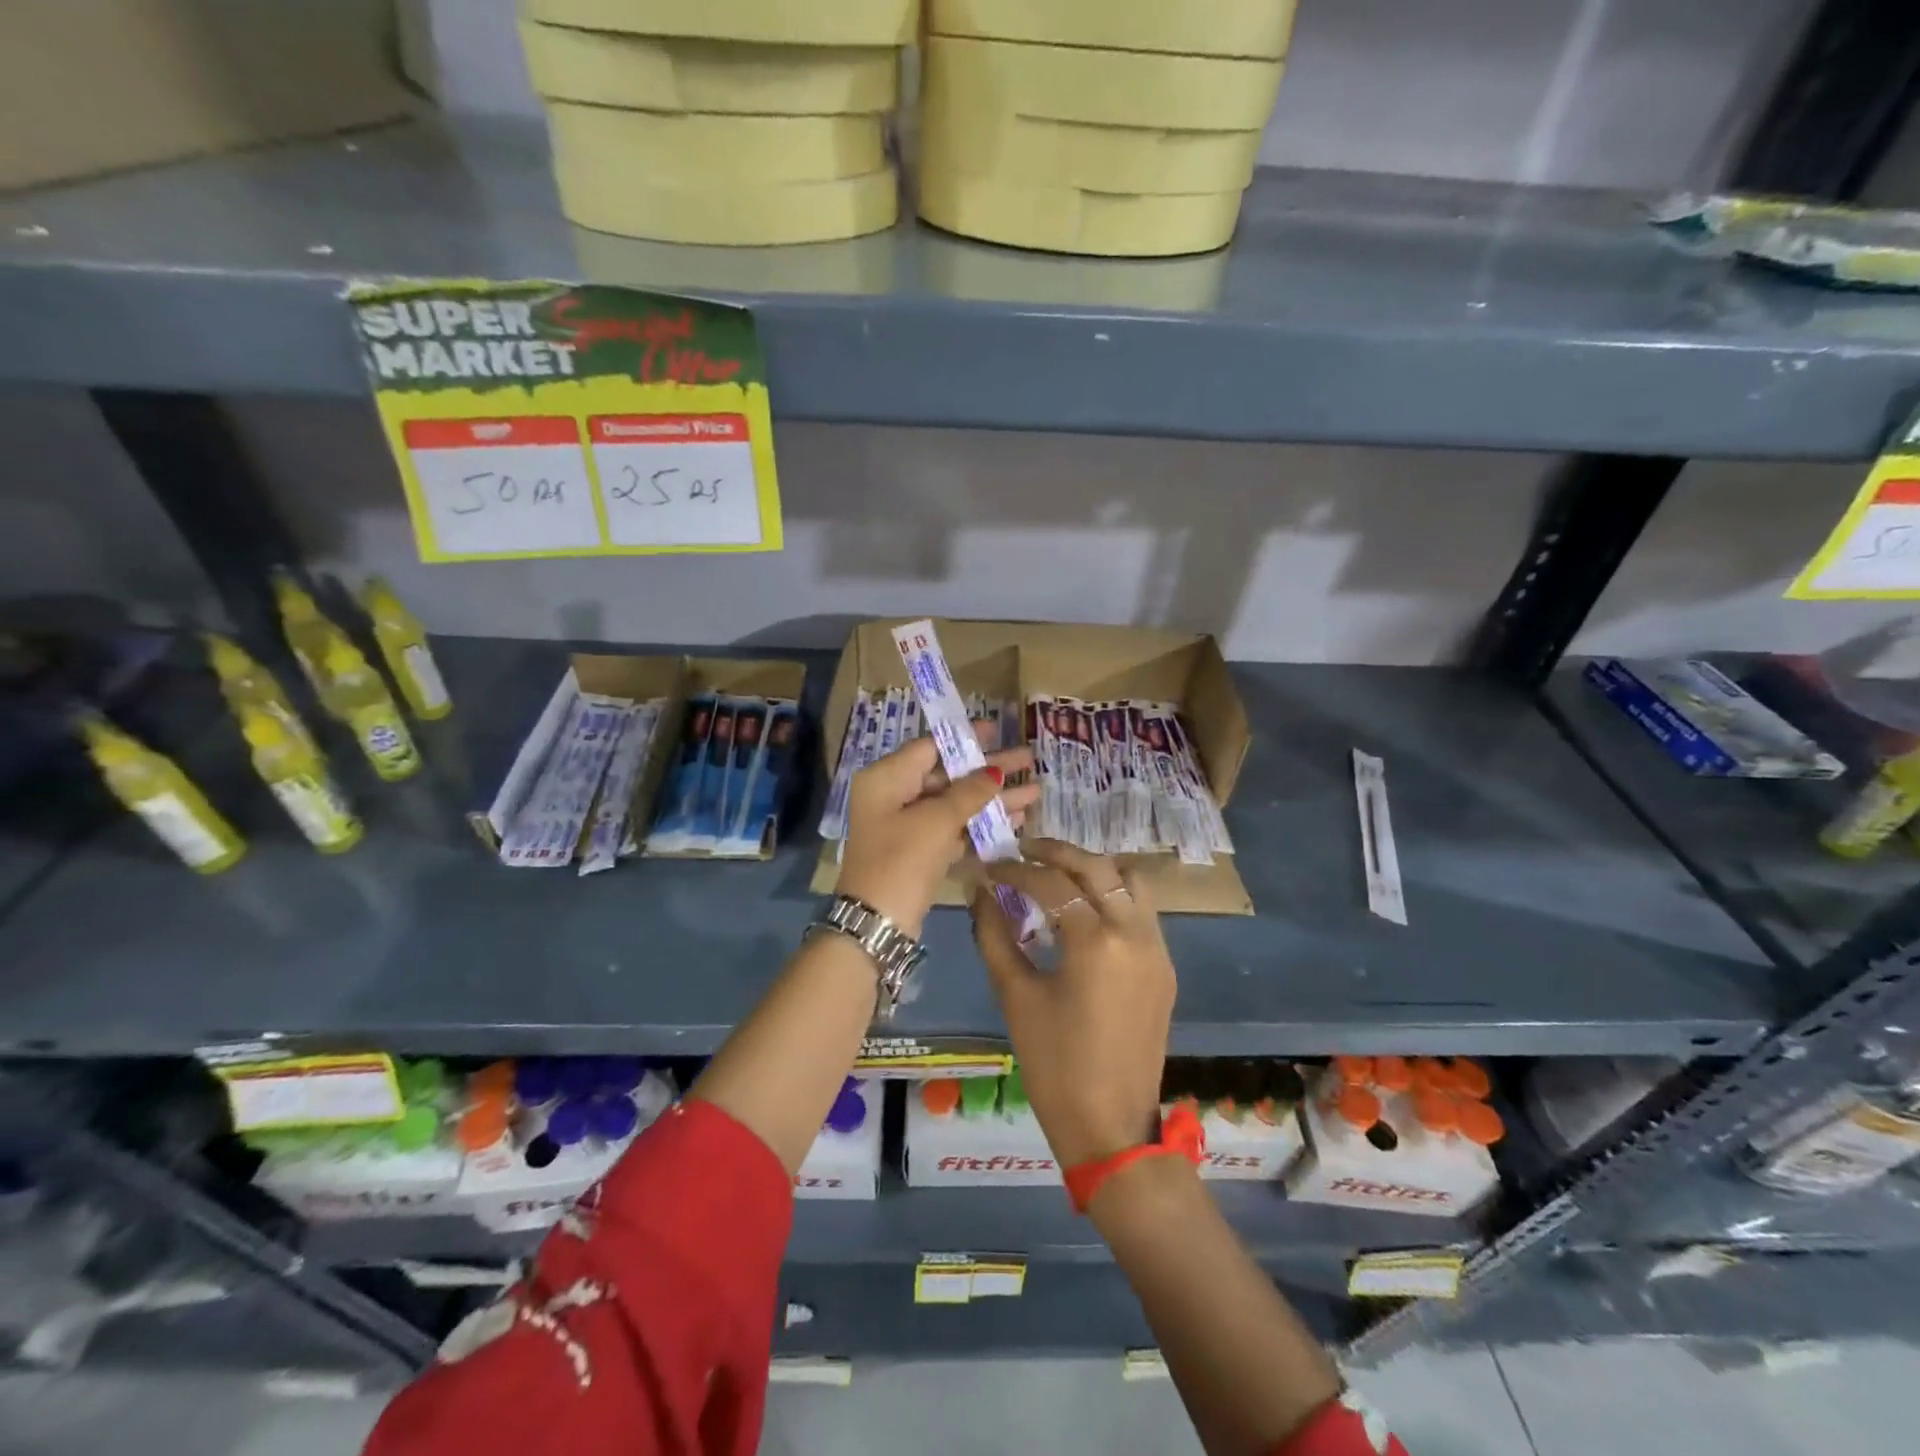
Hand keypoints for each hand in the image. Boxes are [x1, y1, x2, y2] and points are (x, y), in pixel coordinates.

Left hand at [838, 734, 1037, 938]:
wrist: (877, 924)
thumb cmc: (901, 860)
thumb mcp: (936, 821)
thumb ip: (969, 793)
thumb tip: (994, 772)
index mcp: (887, 778)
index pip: (930, 747)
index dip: (965, 738)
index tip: (998, 731)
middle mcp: (894, 796)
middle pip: (948, 775)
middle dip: (989, 771)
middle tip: (1028, 760)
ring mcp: (907, 826)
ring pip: (955, 804)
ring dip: (993, 800)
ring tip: (1035, 793)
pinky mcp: (919, 852)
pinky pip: (954, 829)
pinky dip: (981, 824)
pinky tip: (1015, 820)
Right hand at [971, 840, 1176, 1167]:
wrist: (1111, 1126)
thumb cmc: (1054, 1065)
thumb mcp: (1015, 996)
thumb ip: (994, 935)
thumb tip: (979, 892)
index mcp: (1095, 941)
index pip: (1050, 883)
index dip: (1014, 870)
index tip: (989, 866)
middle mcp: (1134, 932)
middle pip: (1097, 866)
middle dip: (1056, 852)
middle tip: (1023, 851)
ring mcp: (1157, 948)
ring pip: (1130, 879)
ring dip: (1093, 867)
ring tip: (1058, 874)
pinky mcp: (1165, 966)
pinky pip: (1142, 909)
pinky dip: (1113, 894)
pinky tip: (1084, 910)